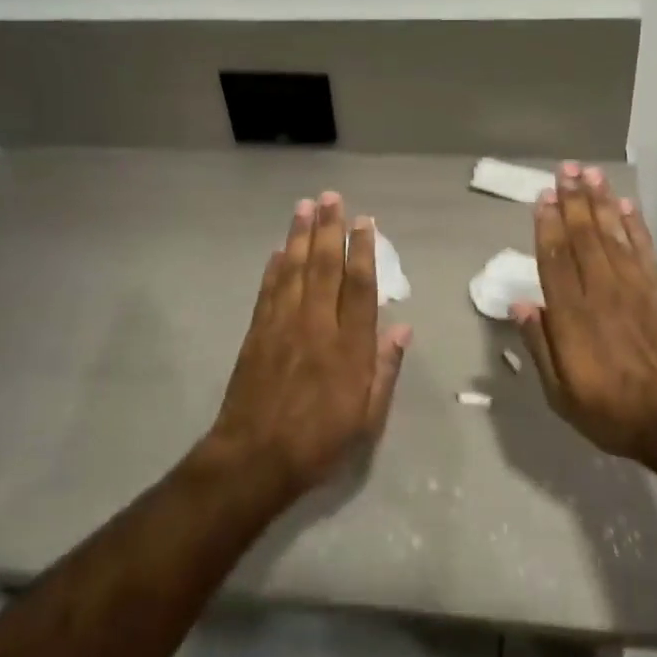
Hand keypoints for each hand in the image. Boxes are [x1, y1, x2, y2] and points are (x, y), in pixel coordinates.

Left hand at [209, 193, 412, 496]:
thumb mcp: (367, 418)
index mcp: (348, 346)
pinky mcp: (257, 334)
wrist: (253, 459)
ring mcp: (282, 326)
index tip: (364, 222)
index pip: (360, 286)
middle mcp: (316, 326)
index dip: (363, 250)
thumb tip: (403, 328)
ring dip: (299, 236)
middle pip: (324, 267)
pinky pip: (268, 291)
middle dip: (328, 229)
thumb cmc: (319, 442)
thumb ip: (385, 369)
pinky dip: (274, 267)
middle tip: (331, 197)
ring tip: (304, 207)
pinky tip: (278, 250)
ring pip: (293, 270)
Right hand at [513, 164, 656, 467]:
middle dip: (573, 200)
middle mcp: (602, 291)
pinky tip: (627, 206)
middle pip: (584, 236)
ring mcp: (636, 288)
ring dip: (601, 202)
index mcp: (573, 315)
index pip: (555, 259)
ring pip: (613, 235)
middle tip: (566, 169)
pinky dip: (635, 225)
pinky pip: (645, 249)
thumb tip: (522, 304)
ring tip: (591, 173)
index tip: (542, 196)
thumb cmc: (614, 412)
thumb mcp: (562, 394)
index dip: (547, 225)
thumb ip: (541, 346)